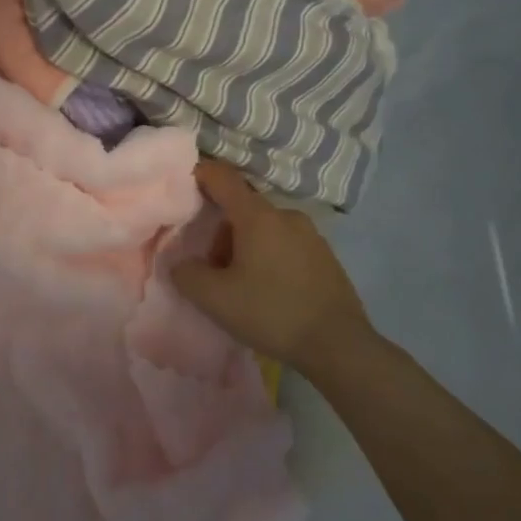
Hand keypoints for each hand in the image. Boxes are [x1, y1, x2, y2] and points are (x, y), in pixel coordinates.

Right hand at [171, 160, 373, 370]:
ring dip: (245, 247)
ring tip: (241, 286)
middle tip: (213, 268)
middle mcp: (286, 215)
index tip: (183, 186)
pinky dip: (269, 257)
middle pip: (242, 208)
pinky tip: (269, 292)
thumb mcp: (214, 299)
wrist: (339, 346)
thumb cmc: (272, 313)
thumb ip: (186, 274)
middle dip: (221, 232)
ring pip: (264, 228)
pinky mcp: (326, 256)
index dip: (200, 174)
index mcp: (258, 216)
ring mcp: (311, 235)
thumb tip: (180, 263)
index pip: (222, 177)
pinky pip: (285, 244)